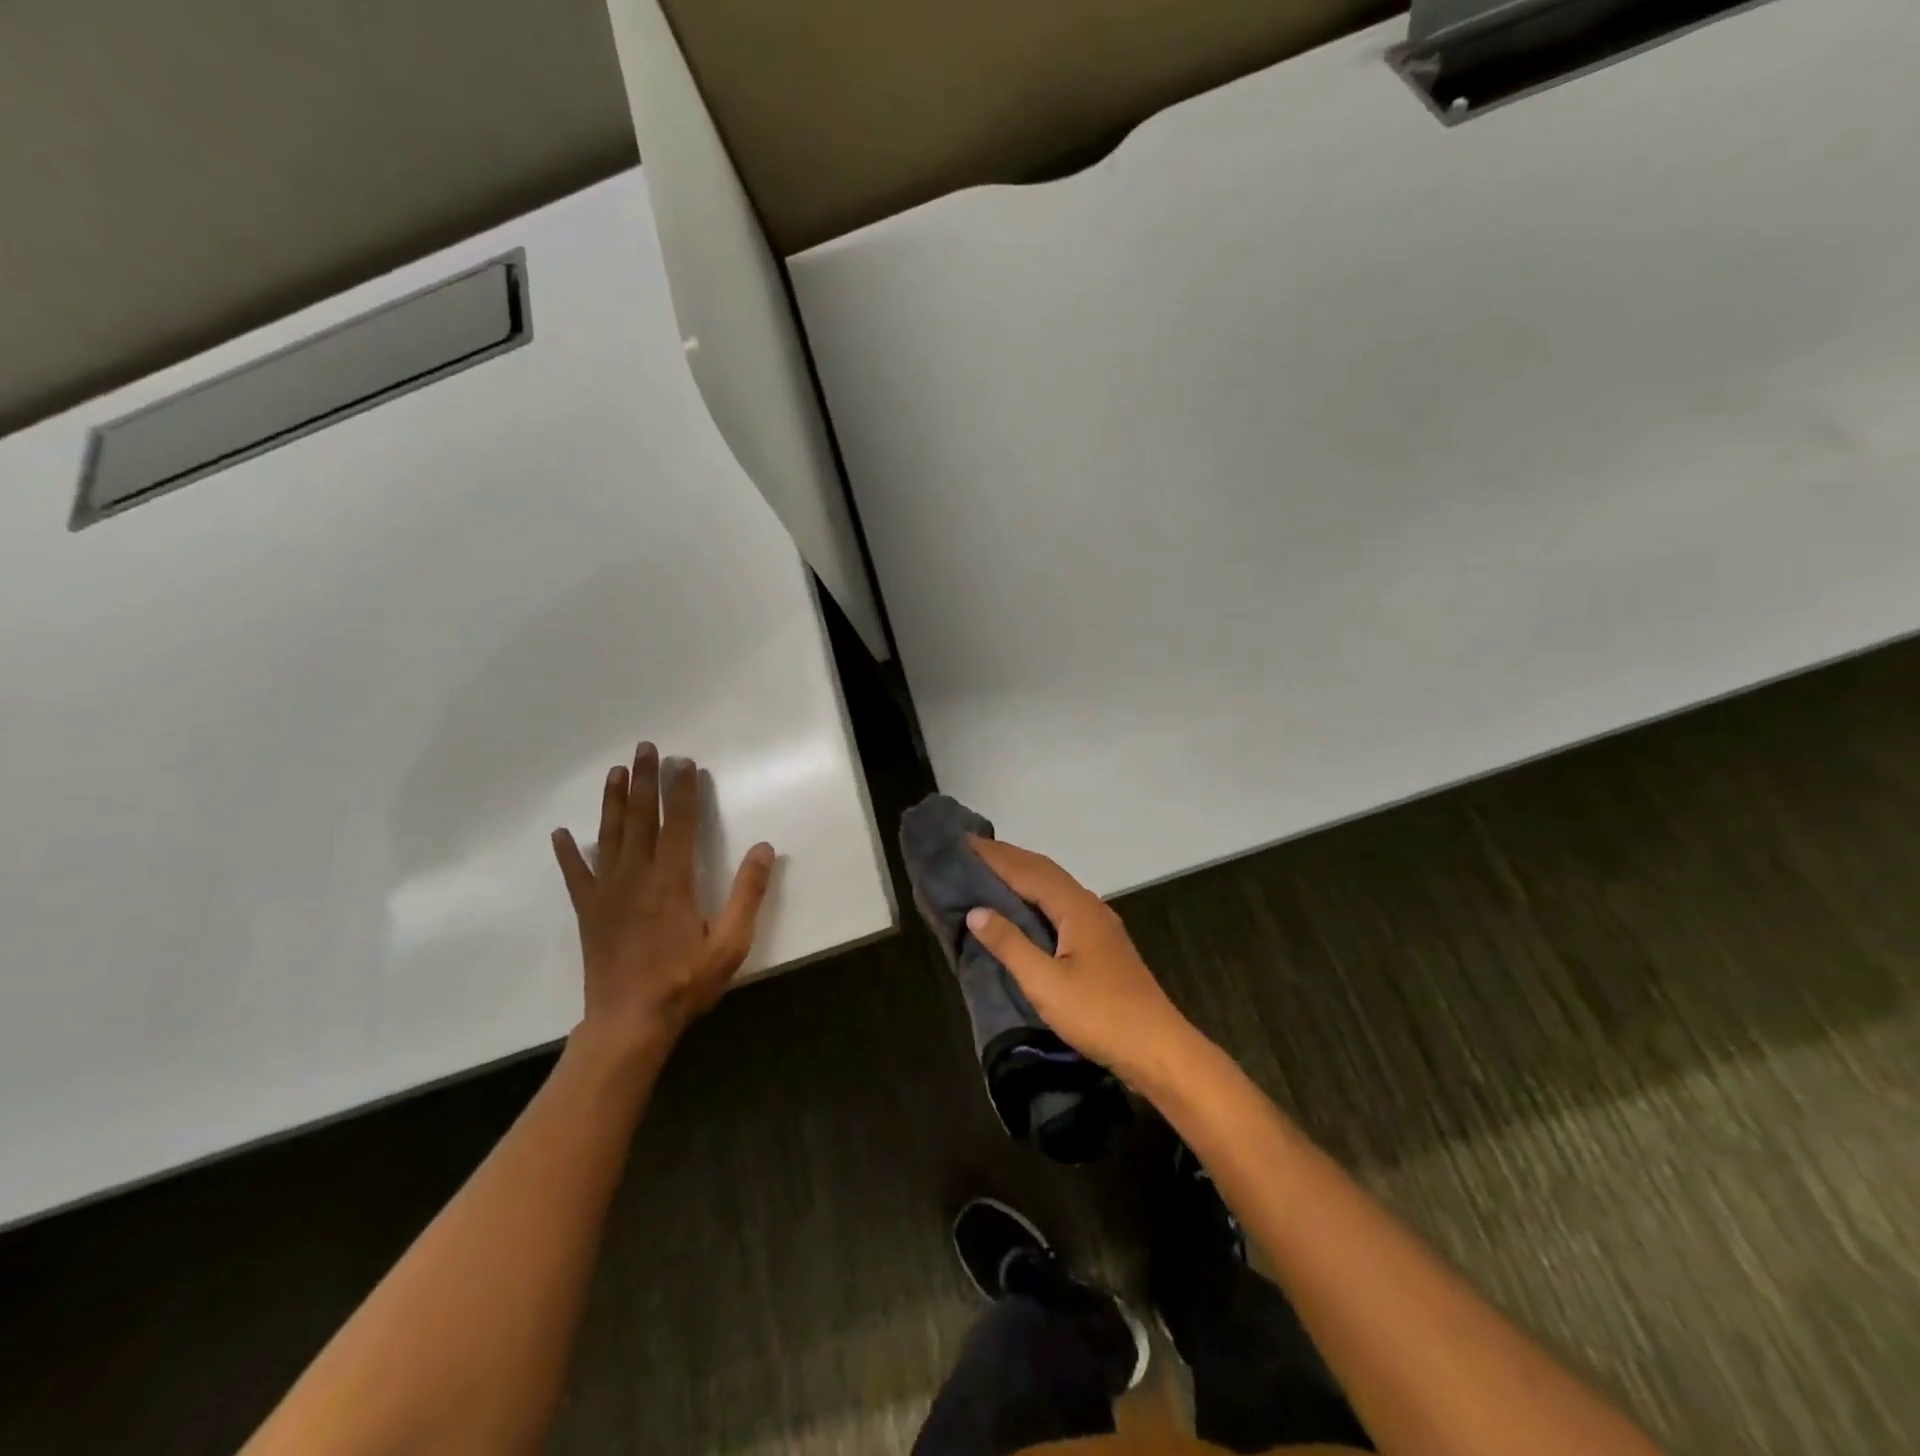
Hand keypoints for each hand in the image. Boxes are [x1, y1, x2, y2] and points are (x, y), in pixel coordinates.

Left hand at [551, 743, 774, 1055]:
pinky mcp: (588, 911)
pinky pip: (576, 874)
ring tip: (615, 771)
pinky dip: (568, 852)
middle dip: (644, 780)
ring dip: (612, 801)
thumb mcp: (730, 943)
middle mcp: (637, 876)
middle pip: (640, 818)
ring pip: (609, 835)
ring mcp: (607, 892)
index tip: (684, 762)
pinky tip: (562, 833)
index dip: (682, 790)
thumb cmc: (685, 982)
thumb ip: (747, 893)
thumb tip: (764, 847)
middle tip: (645, 748)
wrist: (628, 1023)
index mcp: (672, 880)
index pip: (678, 823)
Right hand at [965, 837, 1196, 1081]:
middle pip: (1045, 871)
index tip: (964, 841)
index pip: (1028, 871)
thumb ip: (1010, 944)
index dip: (996, 857)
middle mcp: (1089, 906)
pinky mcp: (1102, 944)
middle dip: (1010, 857)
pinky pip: (1062, 903)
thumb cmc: (1099, 1014)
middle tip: (973, 849)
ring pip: (1056, 886)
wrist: (1157, 1048)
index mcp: (1076, 908)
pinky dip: (1038, 894)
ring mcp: (1099, 924)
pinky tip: (1028, 907)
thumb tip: (976, 910)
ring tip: (993, 870)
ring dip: (1025, 873)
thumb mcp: (1045, 983)